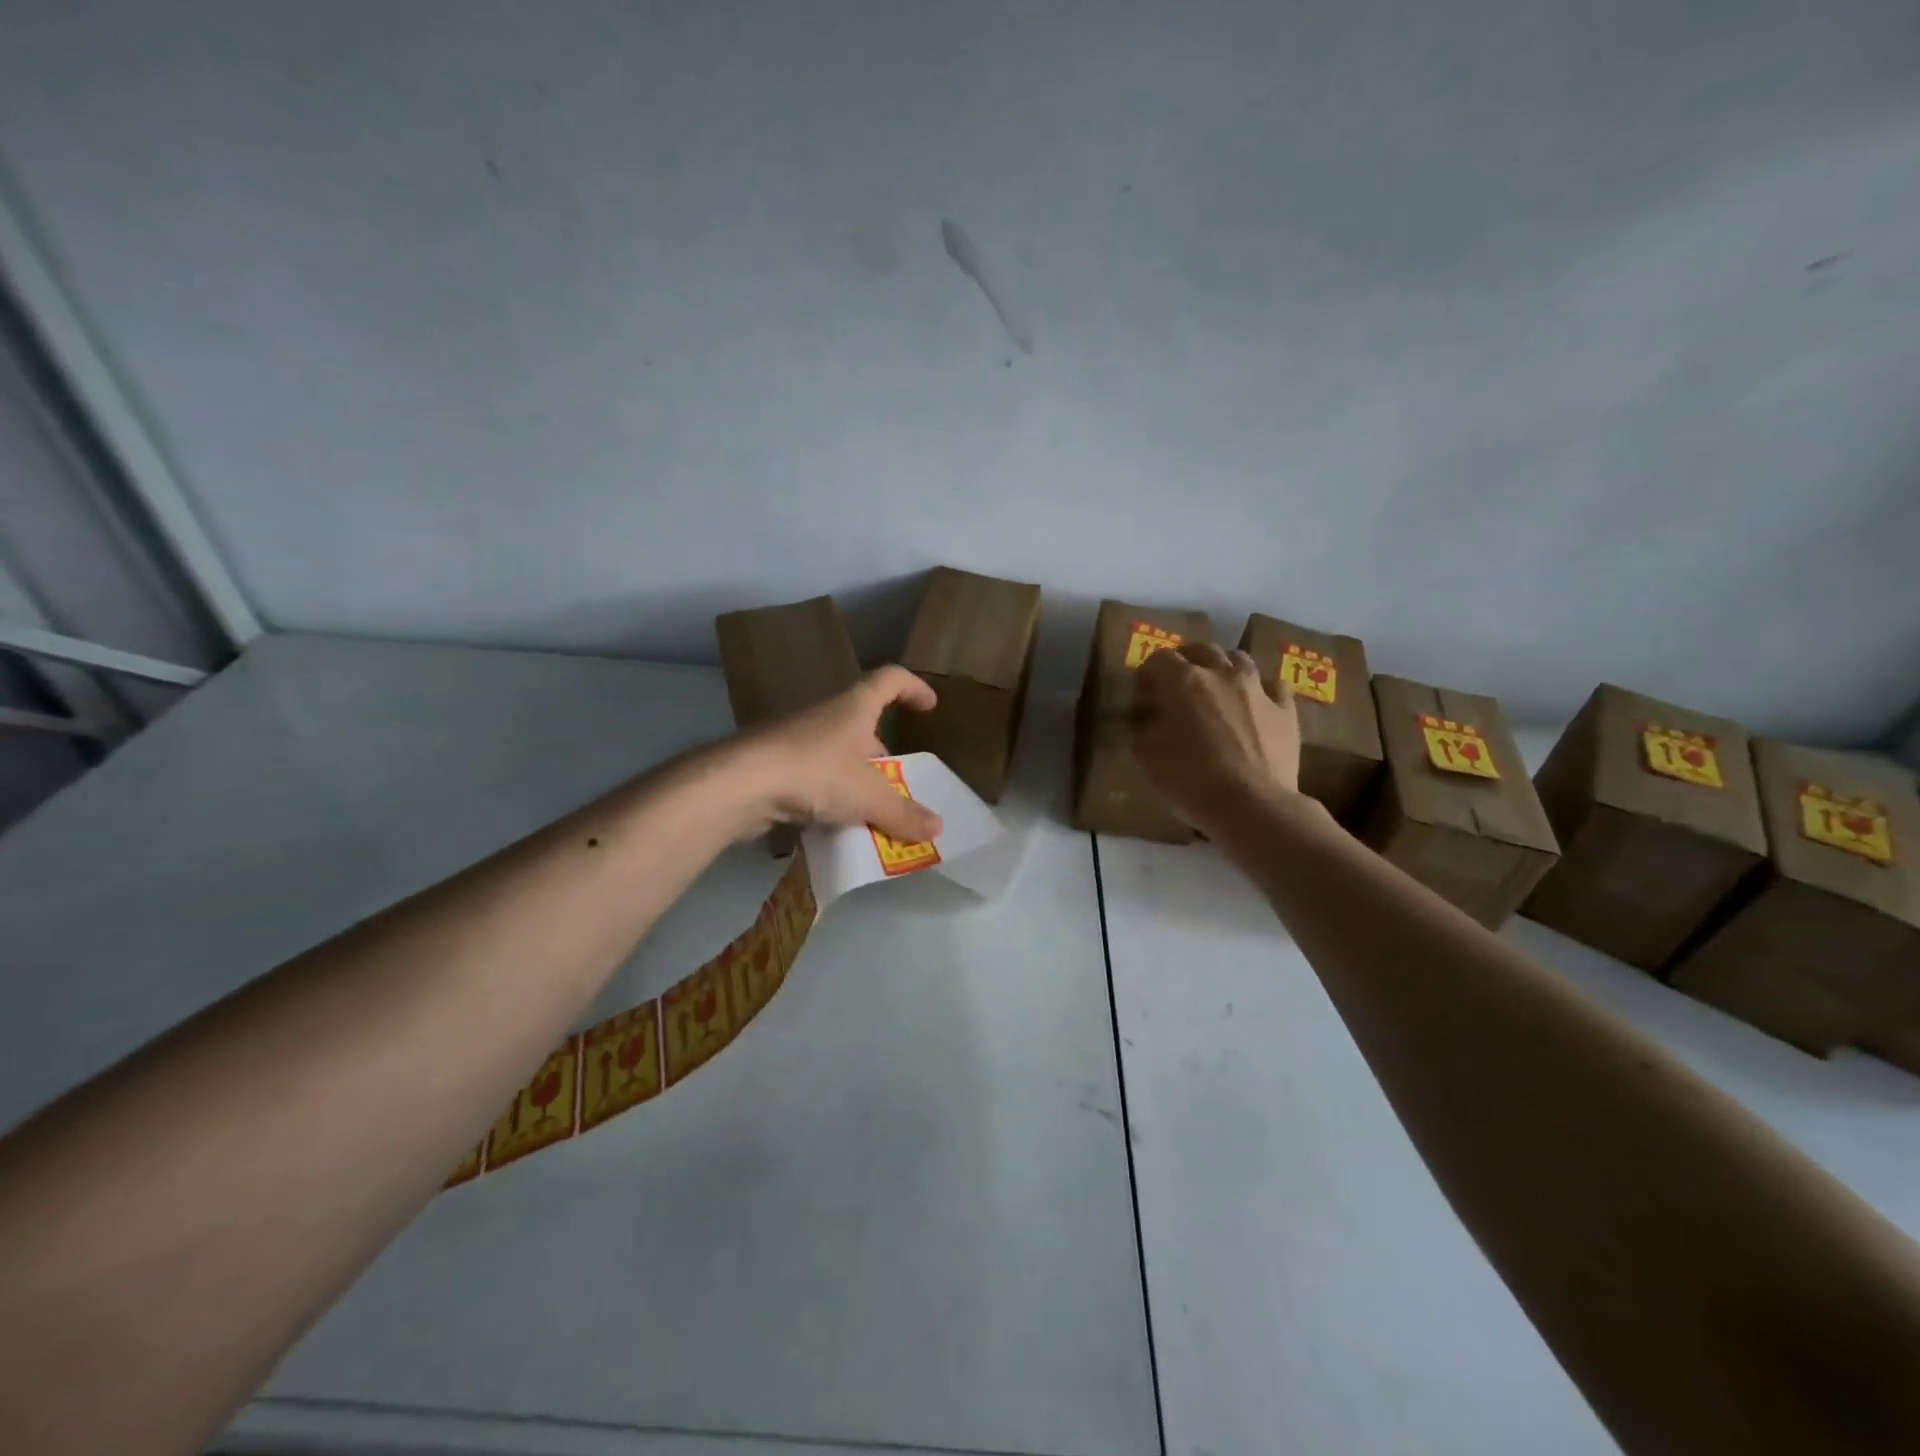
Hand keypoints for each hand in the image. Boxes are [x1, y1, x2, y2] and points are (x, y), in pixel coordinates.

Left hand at [723, 666, 945, 843]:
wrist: (738, 784)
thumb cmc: (815, 772)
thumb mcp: (869, 797)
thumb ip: (903, 814)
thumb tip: (938, 828)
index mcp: (854, 707)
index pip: (890, 679)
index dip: (913, 687)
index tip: (930, 705)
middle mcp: (825, 715)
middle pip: (863, 724)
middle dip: (882, 752)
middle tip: (897, 782)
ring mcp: (795, 738)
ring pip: (836, 753)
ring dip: (854, 778)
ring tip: (868, 810)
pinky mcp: (773, 764)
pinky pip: (811, 777)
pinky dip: (827, 796)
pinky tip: (831, 824)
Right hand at [1132, 643, 1301, 832]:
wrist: (1251, 806)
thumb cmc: (1190, 781)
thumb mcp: (1147, 757)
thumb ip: (1143, 730)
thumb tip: (1147, 721)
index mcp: (1183, 682)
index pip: (1159, 659)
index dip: (1148, 674)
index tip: (1144, 695)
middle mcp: (1221, 674)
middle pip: (1201, 649)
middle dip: (1185, 661)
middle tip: (1177, 684)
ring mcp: (1258, 689)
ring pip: (1238, 659)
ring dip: (1222, 667)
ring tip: (1216, 687)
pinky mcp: (1285, 709)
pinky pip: (1272, 686)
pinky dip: (1259, 689)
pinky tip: (1254, 703)